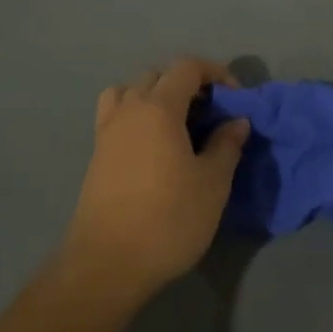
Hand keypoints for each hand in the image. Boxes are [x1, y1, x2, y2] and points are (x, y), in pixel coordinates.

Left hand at [63, 58, 250, 303]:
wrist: (108, 263)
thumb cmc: (168, 220)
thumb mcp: (212, 184)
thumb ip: (226, 145)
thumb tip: (236, 121)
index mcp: (158, 108)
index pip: (186, 68)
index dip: (215, 73)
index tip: (235, 97)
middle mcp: (128, 109)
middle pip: (157, 76)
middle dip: (187, 83)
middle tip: (211, 112)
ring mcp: (107, 131)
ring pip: (130, 91)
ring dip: (156, 95)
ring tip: (177, 123)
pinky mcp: (96, 153)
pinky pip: (116, 114)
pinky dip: (136, 114)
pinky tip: (153, 145)